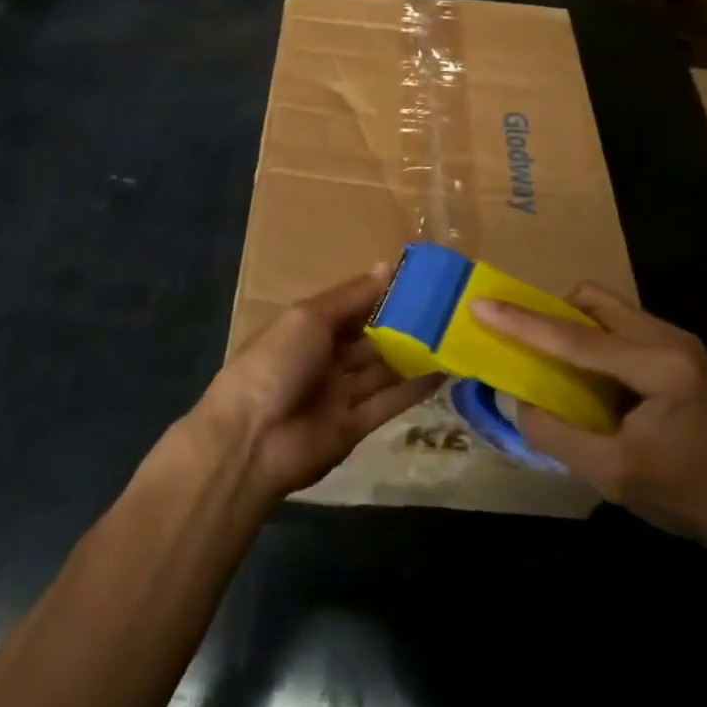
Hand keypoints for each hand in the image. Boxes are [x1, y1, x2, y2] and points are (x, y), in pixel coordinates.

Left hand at [192, 266, 442, 501]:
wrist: (252, 440)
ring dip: (414, 355)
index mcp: (308, 327)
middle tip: (448, 309)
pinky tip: (444, 372)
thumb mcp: (309, 318)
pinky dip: (414, 388)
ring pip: (383, 369)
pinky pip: (389, 402)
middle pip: (370, 338)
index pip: (352, 306)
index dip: (382, 293)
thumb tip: (388, 267)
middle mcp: (325, 357)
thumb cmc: (276, 363)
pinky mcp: (355, 426)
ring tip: (455, 336)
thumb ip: (352, 297)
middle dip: (403, 325)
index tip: (421, 280)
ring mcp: (340, 393)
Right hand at [473, 286, 706, 551]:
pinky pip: (620, 325)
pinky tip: (588, 375)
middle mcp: (671, 339)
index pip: (577, 339)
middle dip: (551, 314)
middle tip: (523, 342)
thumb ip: (555, 434)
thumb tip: (514, 398)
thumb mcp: (611, 475)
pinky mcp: (679, 351)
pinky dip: (592, 338)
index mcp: (660, 368)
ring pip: (607, 308)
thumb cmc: (683, 495)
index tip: (481, 304)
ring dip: (572, 326)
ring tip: (553, 362)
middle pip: (593, 301)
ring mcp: (678, 341)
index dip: (524, 323)